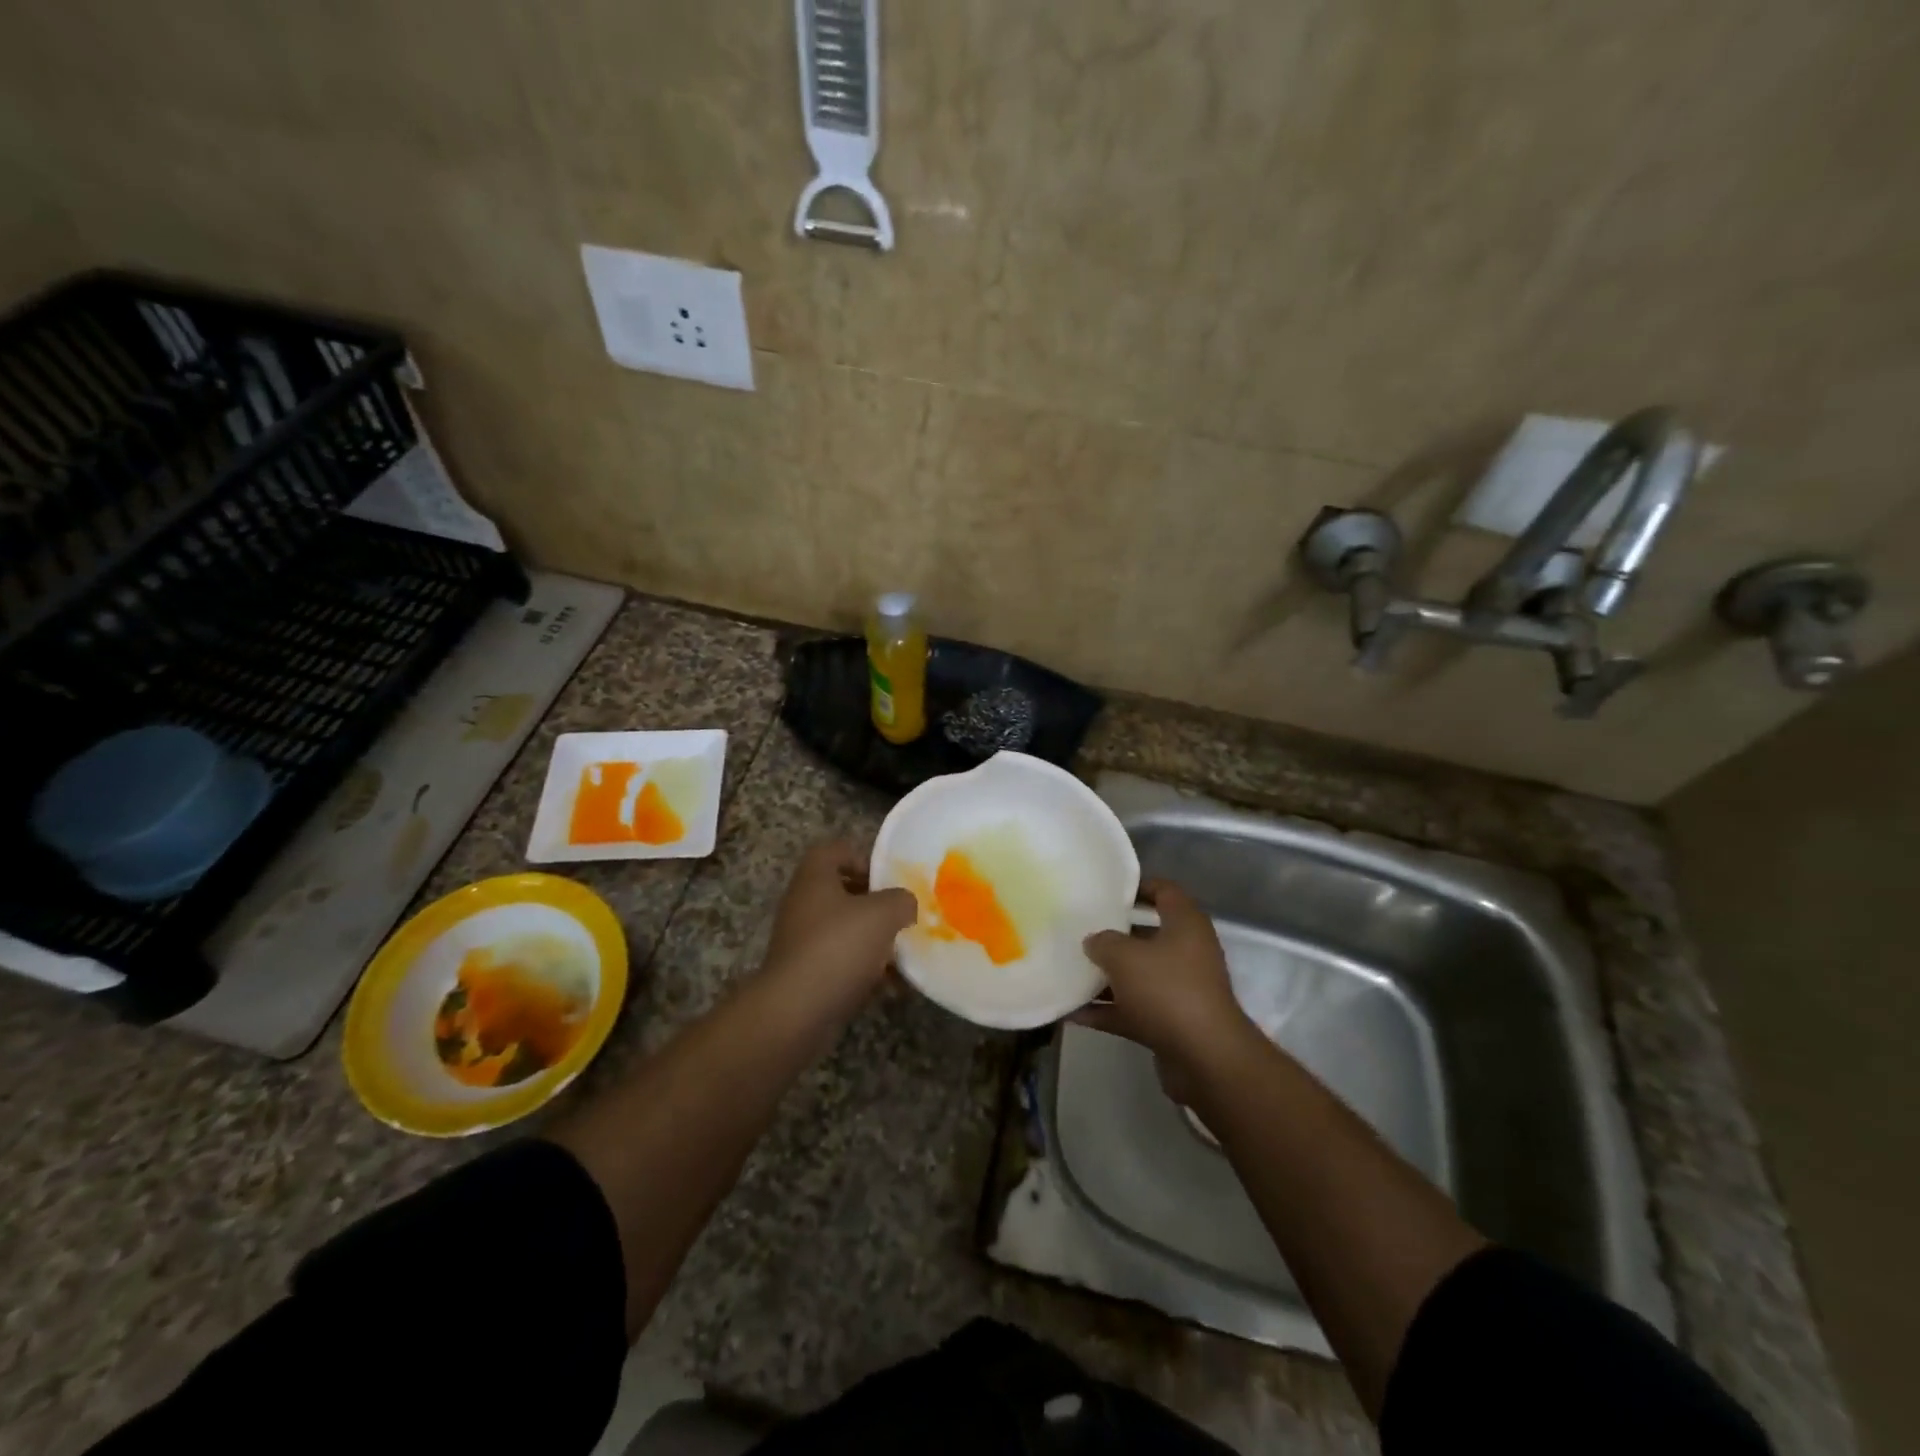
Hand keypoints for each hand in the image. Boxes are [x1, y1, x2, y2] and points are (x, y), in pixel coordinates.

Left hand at [761, 839, 916, 1016]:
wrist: (796, 1011)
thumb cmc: (839, 947)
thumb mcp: (883, 913)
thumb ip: (901, 900)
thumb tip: (905, 904)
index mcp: (815, 878)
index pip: (835, 850)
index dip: (863, 857)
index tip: (889, 878)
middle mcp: (804, 904)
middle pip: (842, 891)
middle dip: (876, 903)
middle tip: (902, 914)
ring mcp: (802, 941)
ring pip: (845, 929)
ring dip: (874, 939)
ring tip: (904, 952)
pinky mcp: (806, 974)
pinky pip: (842, 962)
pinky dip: (866, 970)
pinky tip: (893, 985)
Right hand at [1075, 880, 1258, 1095]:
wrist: (1205, 1058)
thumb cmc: (1167, 990)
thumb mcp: (1125, 957)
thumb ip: (1103, 942)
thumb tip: (1094, 941)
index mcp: (1185, 925)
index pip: (1164, 891)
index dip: (1137, 887)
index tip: (1106, 891)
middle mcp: (1187, 952)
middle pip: (1147, 935)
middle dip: (1113, 935)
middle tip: (1080, 930)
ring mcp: (1180, 990)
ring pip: (1138, 975)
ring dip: (1106, 977)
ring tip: (1069, 971)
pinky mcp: (1171, 1022)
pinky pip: (1133, 1009)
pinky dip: (1107, 1010)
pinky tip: (1073, 1013)